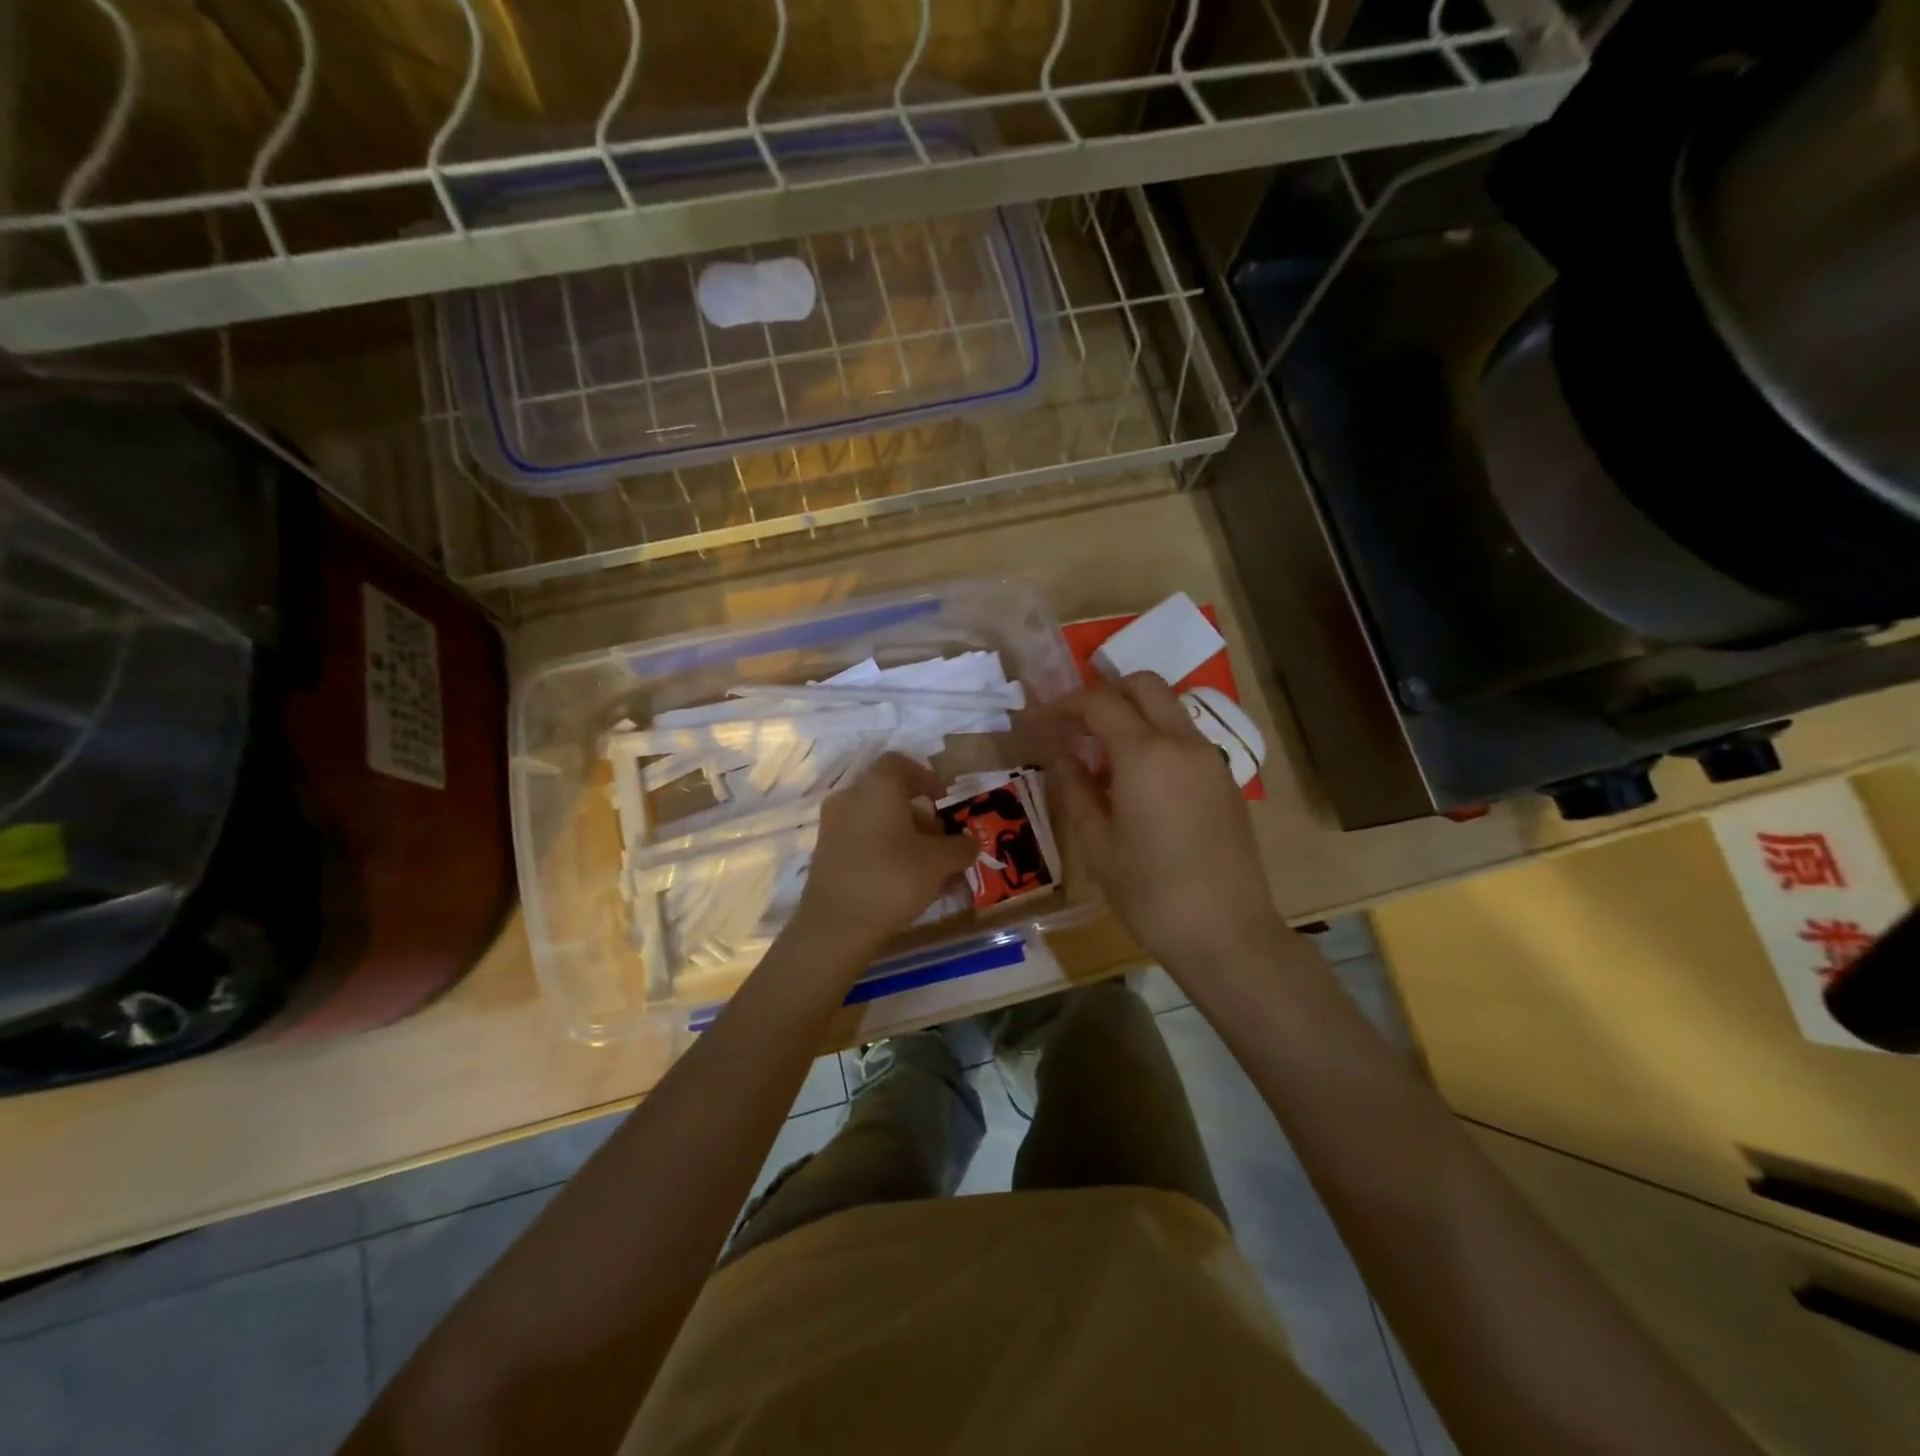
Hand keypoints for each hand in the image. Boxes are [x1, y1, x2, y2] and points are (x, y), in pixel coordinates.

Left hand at [789, 753, 977, 966]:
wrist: (836, 926)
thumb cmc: (892, 879)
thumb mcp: (939, 862)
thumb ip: (960, 847)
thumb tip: (970, 843)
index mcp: (877, 787)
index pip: (901, 764)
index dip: (926, 778)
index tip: (944, 799)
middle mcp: (850, 798)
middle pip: (889, 794)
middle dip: (920, 814)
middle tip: (942, 839)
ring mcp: (833, 826)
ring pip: (877, 821)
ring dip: (905, 836)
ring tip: (931, 868)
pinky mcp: (826, 854)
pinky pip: (863, 841)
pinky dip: (886, 852)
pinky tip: (907, 882)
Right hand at [1047, 673, 1285, 976]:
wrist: (1226, 933)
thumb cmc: (1149, 893)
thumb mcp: (1096, 842)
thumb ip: (1075, 786)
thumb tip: (1061, 752)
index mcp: (1145, 754)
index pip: (1100, 702)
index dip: (1066, 703)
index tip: (1044, 719)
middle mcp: (1182, 742)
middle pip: (1143, 685)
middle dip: (1105, 693)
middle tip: (1077, 726)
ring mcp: (1210, 758)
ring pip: (1168, 708)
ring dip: (1133, 714)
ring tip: (1103, 757)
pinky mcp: (1225, 779)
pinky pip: (1185, 737)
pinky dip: (1156, 737)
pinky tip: (1138, 781)